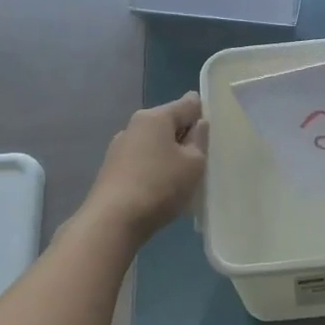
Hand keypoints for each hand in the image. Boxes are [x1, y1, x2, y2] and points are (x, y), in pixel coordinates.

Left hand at [81, 93, 207, 240]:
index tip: (212, 135)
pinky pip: (142, 160)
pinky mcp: (112, 168)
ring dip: (169, 154)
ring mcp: (120, 147)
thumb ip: (200, 139)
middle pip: (169, 123)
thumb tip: (198, 123)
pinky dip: (154, 168)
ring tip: (181, 179)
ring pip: (154, 143)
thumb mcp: (194, 164)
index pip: (188, 104)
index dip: (203, 115)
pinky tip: (161, 189)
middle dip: (185, 137)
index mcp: (155, 117)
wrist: (113, 220)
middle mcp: (134, 125)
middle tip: (201, 161)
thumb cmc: (160, 186)